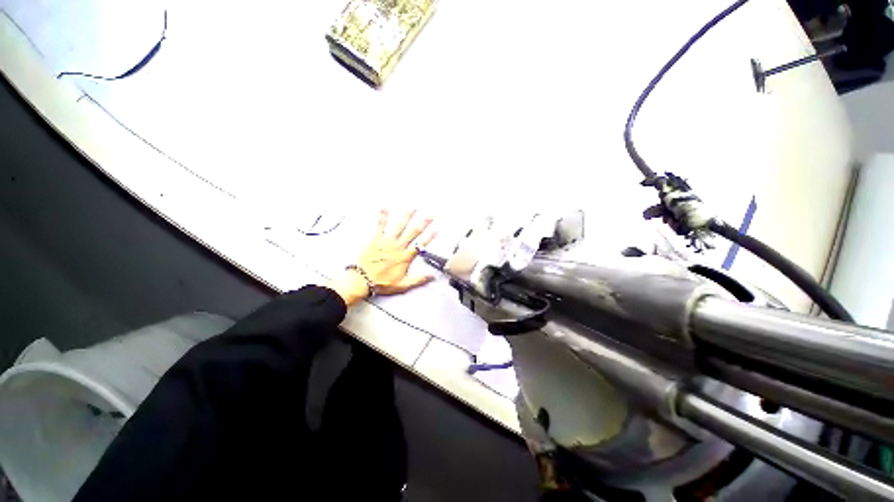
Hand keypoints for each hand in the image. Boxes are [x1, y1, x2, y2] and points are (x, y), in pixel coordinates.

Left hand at [328, 210, 436, 306]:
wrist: (362, 280)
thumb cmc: (382, 282)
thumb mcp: (403, 285)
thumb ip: (418, 280)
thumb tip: (432, 276)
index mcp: (405, 257)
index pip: (420, 245)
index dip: (430, 237)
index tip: (437, 229)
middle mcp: (398, 247)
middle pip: (413, 232)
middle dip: (423, 223)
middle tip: (430, 215)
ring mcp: (387, 242)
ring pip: (399, 226)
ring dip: (407, 216)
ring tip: (413, 208)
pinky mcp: (376, 239)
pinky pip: (380, 226)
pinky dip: (383, 216)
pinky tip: (385, 207)